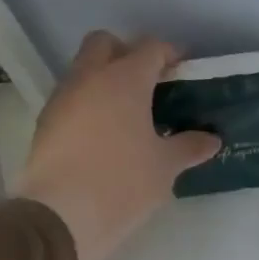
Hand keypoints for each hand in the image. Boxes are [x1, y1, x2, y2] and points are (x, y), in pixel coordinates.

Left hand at [14, 33, 219, 259]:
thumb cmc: (123, 181)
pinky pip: (74, 99)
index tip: (185, 71)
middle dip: (128, 54)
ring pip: (85, 71)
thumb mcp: (166, 165)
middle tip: (152, 83)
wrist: (62, 215)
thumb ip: (190, 146)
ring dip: (107, 80)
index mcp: (124, 80)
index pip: (150, 48)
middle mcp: (89, 79)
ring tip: (133, 113)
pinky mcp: (46, 123)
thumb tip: (211, 139)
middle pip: (105, 44)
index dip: (171, 54)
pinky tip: (109, 134)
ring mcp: (62, 99)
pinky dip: (92, 105)